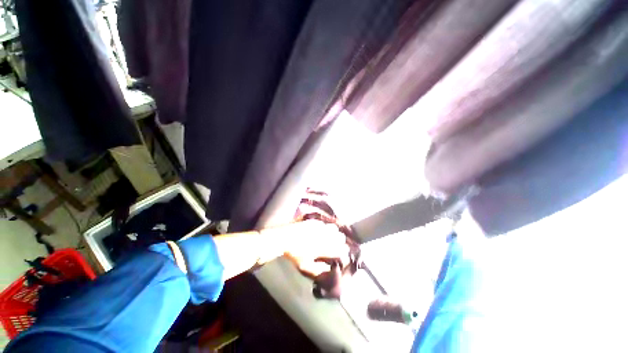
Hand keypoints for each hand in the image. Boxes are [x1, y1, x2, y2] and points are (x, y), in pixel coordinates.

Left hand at [273, 220, 349, 277]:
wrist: (285, 238)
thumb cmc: (295, 254)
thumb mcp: (306, 267)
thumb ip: (319, 270)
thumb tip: (329, 270)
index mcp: (325, 248)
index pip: (342, 250)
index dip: (344, 253)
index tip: (342, 255)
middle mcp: (325, 236)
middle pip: (341, 237)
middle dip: (340, 242)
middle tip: (336, 245)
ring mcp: (320, 226)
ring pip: (334, 228)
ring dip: (334, 233)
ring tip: (330, 236)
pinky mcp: (315, 220)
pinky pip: (325, 223)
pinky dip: (326, 227)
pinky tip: (322, 229)